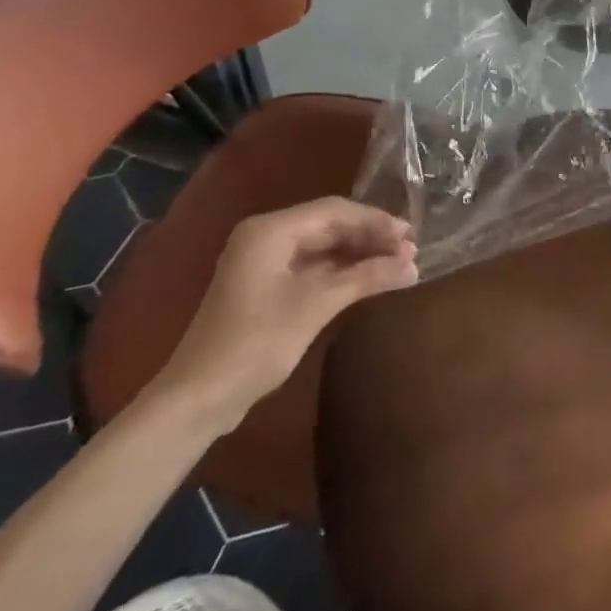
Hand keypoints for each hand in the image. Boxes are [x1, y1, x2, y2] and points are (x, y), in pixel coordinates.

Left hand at [149, 198, 417, 432]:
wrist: (197, 400)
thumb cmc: (255, 343)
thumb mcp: (316, 306)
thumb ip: (366, 277)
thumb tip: (413, 264)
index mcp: (271, 229)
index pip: (335, 210)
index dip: (376, 221)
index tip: (411, 236)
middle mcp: (266, 235)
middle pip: (329, 224)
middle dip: (370, 236)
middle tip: (410, 250)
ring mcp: (264, 261)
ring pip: (322, 245)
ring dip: (358, 254)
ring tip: (397, 263)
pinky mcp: (265, 286)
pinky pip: (312, 265)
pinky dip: (340, 271)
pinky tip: (368, 278)